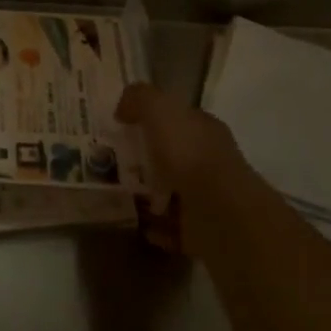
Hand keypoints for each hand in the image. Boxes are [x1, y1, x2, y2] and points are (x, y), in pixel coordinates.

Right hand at [116, 82, 251, 253]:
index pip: (177, 118)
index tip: (122, 126)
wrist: (217, 212)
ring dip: (148, 194)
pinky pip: (171, 226)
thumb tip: (123, 109)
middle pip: (172, 155)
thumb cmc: (188, 152)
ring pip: (171, 191)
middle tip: (112, 162)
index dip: (151, 118)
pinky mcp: (201, 231)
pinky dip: (155, 225)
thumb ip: (140, 99)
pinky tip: (135, 222)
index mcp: (203, 129)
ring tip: (117, 194)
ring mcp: (207, 197)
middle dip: (146, 158)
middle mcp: (209, 160)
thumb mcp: (159, 108)